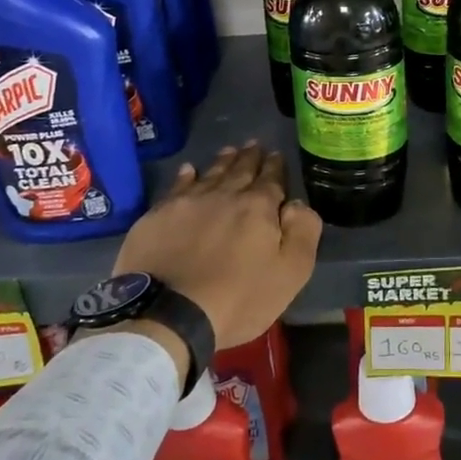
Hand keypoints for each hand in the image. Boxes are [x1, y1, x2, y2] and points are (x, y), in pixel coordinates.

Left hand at [112, 142, 322, 351]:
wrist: (168, 314)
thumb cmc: (238, 298)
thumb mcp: (290, 273)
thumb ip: (302, 232)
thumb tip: (297, 204)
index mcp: (258, 207)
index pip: (271, 179)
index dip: (275, 167)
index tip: (276, 155)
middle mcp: (224, 195)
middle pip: (241, 171)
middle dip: (251, 157)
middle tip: (255, 145)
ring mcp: (188, 202)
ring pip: (211, 174)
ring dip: (223, 161)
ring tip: (230, 151)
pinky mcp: (158, 216)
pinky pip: (177, 186)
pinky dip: (186, 175)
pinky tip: (189, 170)